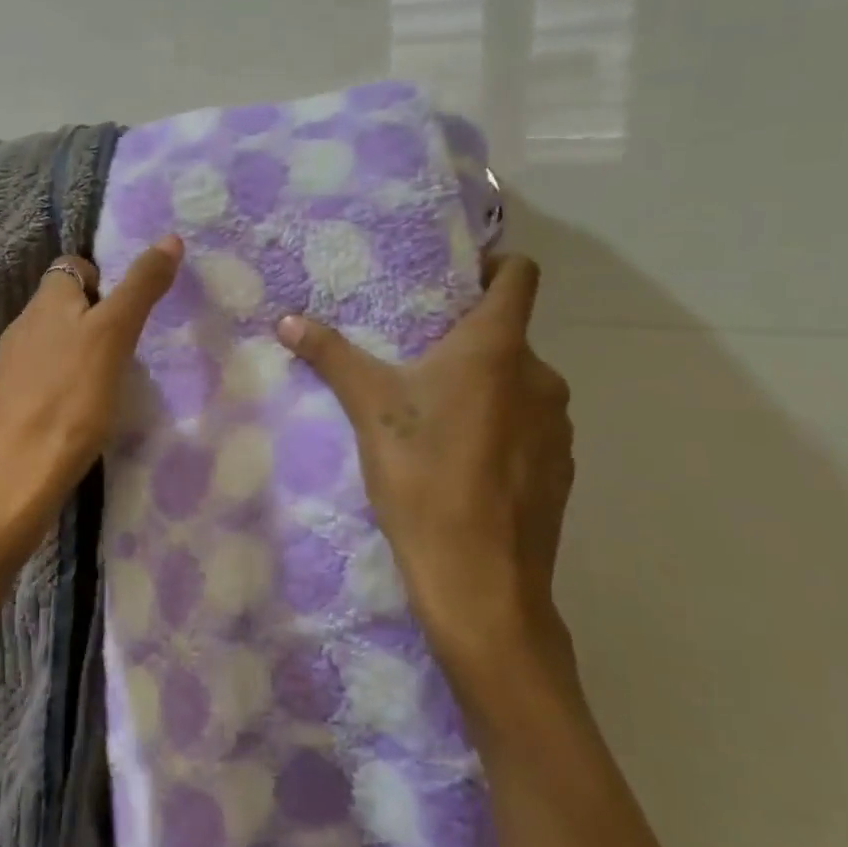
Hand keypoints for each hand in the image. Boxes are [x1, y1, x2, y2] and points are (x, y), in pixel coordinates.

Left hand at [0, 235, 184, 552]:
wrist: (17, 480)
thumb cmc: (71, 400)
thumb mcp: (114, 335)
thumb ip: (140, 287)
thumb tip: (169, 238)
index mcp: (44, 302)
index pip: (73, 266)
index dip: (104, 278)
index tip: (131, 309)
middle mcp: (20, 327)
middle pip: (63, 306)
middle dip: (97, 317)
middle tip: (130, 347)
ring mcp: (10, 369)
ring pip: (53, 344)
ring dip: (82, 352)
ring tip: (112, 381)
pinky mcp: (10, 407)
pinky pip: (44, 379)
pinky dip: (66, 385)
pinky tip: (82, 412)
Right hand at [277, 255, 574, 682]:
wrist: (479, 581)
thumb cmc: (424, 476)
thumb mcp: (369, 409)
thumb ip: (332, 356)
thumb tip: (286, 319)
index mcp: (497, 348)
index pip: (518, 276)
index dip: (494, 265)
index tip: (457, 278)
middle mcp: (540, 376)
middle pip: (510, 335)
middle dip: (468, 339)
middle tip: (419, 357)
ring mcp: (557, 426)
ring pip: (519, 384)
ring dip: (485, 386)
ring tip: (438, 412)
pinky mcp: (560, 469)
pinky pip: (530, 426)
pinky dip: (502, 427)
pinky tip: (465, 460)